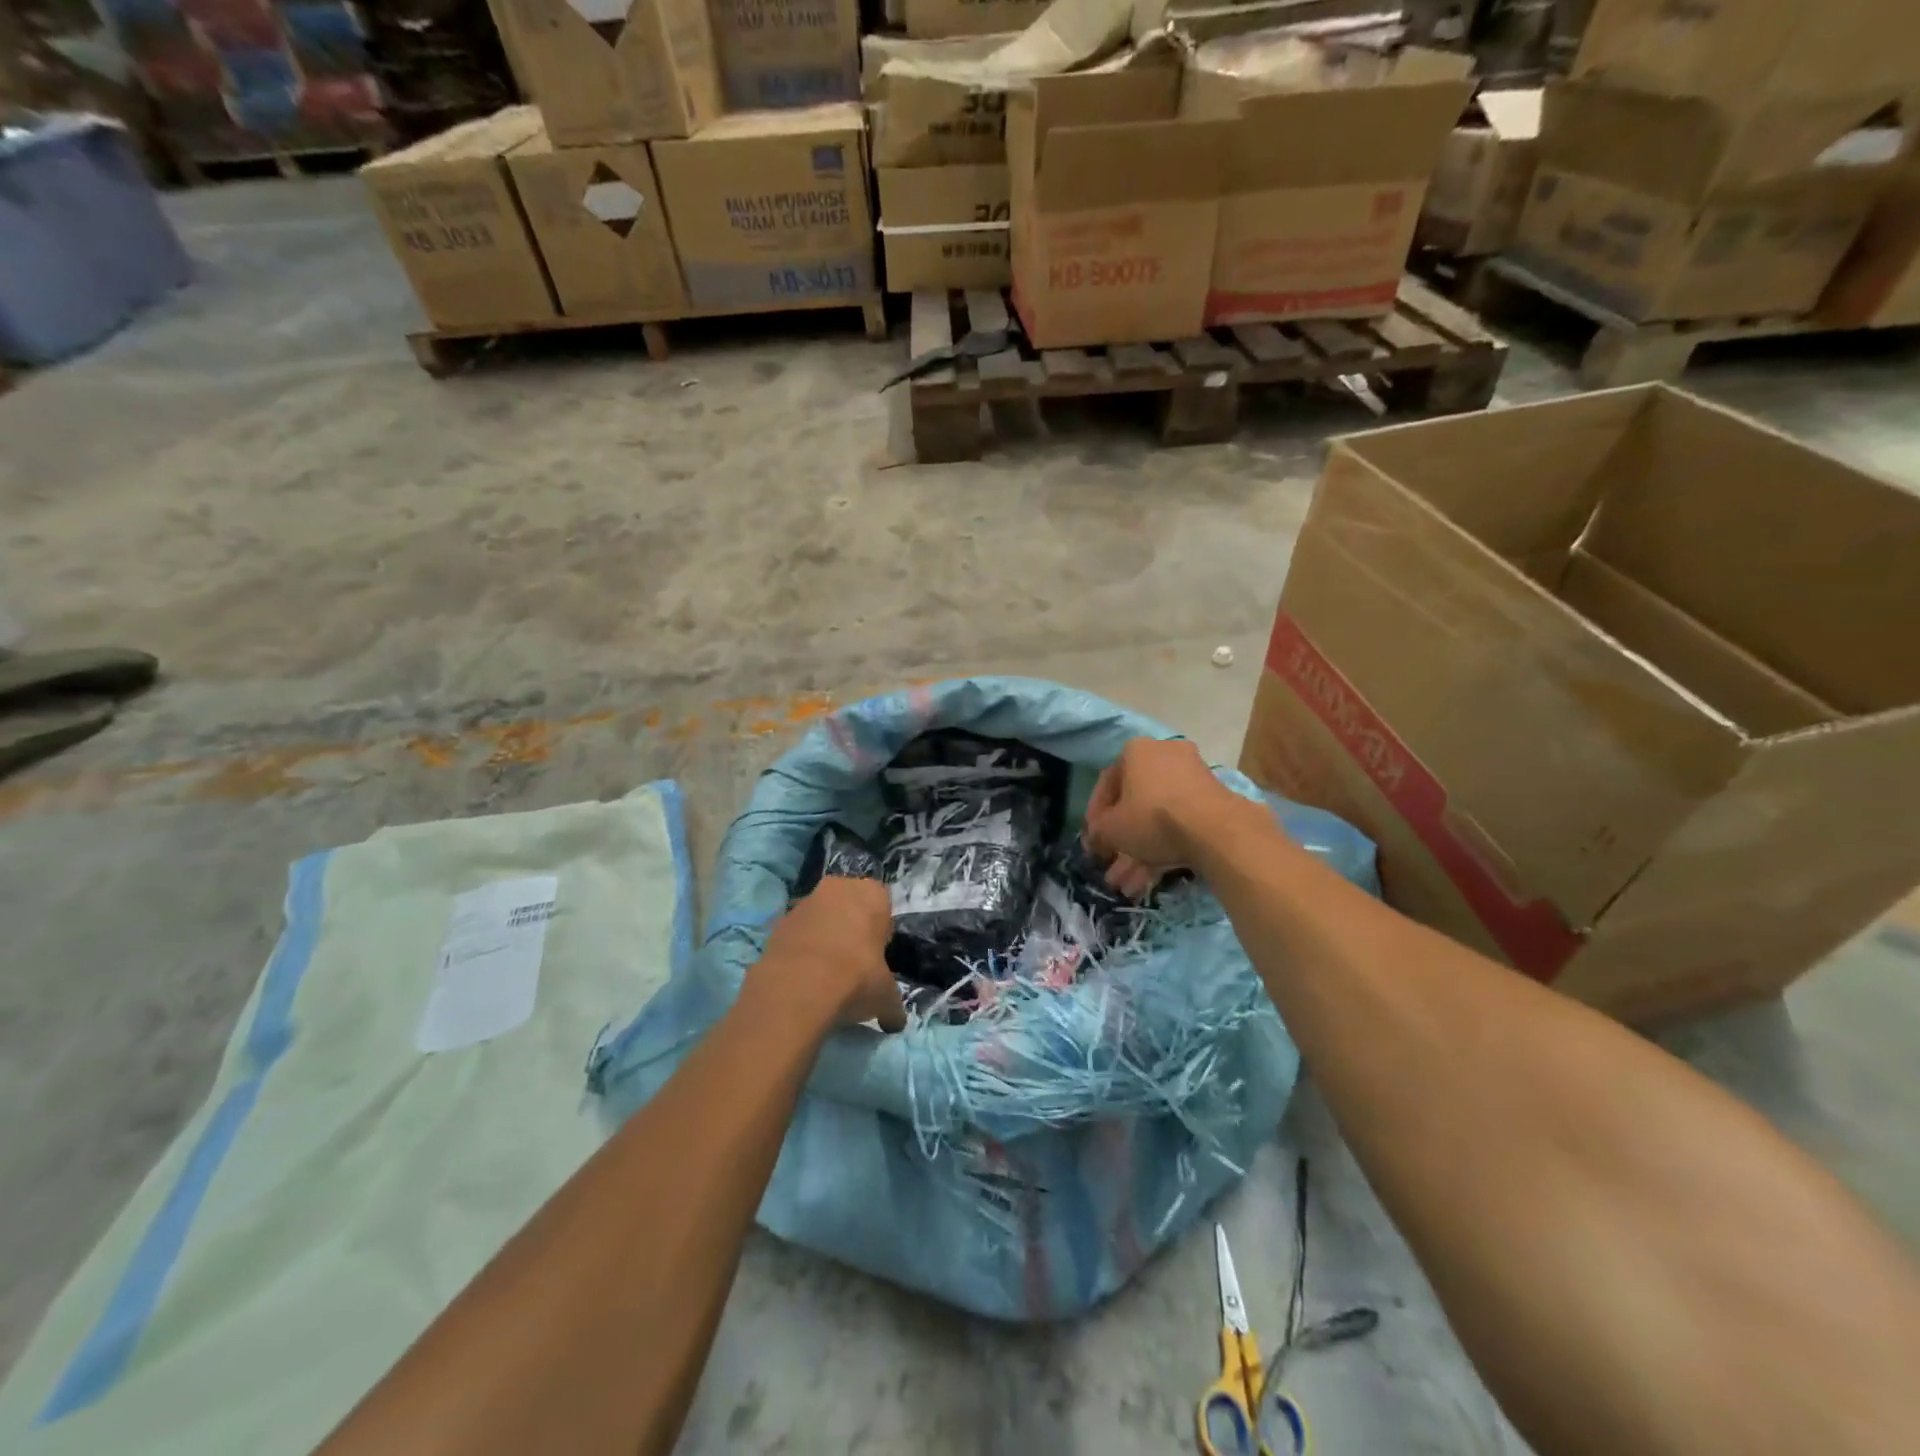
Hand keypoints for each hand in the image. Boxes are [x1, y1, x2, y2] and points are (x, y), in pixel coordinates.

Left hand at [754, 877, 905, 1033]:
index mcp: (871, 894)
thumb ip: (893, 1004)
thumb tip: (895, 1021)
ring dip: (823, 937)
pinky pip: (797, 933)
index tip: (877, 955)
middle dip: (851, 928)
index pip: (882, 905)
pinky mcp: (777, 923)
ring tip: (825, 975)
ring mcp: (803, 903)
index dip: (880, 930)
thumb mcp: (886, 997)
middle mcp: (837, 888)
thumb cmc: (855, 979)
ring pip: (820, 917)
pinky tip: (803, 978)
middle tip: (854, 963)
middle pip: (849, 905)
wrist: (797, 990)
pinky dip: (800, 949)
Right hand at [1083, 738, 1248, 896]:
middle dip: (1121, 842)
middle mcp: (1165, 756)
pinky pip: (1179, 825)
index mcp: (1136, 751)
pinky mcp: (1212, 803)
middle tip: (1110, 867)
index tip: (1092, 841)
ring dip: (1139, 853)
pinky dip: (1163, 850)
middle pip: (1135, 804)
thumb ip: (1098, 832)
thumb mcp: (1111, 829)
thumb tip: (1096, 839)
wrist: (1214, 829)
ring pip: (1157, 819)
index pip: (1107, 783)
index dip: (1095, 816)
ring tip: (1127, 887)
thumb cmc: (1152, 817)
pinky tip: (1148, 882)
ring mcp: (1193, 779)